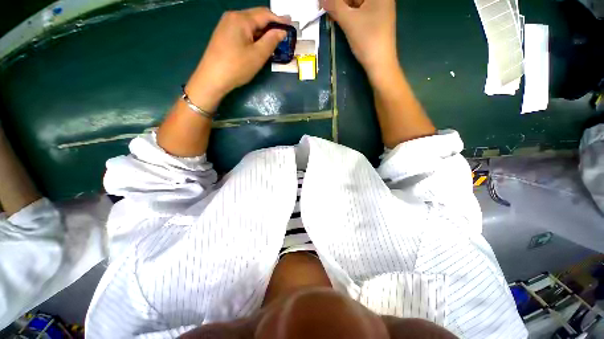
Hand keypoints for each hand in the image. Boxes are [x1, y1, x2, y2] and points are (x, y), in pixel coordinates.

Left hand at [186, 8, 288, 110]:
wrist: (212, 78)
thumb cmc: (237, 67)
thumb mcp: (258, 55)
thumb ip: (271, 40)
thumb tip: (282, 31)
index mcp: (241, 19)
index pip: (265, 14)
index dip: (280, 20)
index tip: (291, 25)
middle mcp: (232, 17)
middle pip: (256, 17)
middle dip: (271, 25)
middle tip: (284, 34)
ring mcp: (226, 25)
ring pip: (250, 25)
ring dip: (263, 32)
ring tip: (274, 41)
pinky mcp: (224, 35)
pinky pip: (243, 31)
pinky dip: (254, 36)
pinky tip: (259, 44)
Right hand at [321, 0, 397, 76]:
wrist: (380, 64)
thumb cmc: (368, 40)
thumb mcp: (349, 22)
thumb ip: (335, 6)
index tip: (324, 2)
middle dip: (340, 2)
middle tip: (325, 7)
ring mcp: (379, 9)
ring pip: (357, 3)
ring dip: (343, 8)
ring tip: (331, 15)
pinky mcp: (376, 21)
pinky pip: (360, 12)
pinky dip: (349, 15)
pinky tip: (340, 19)